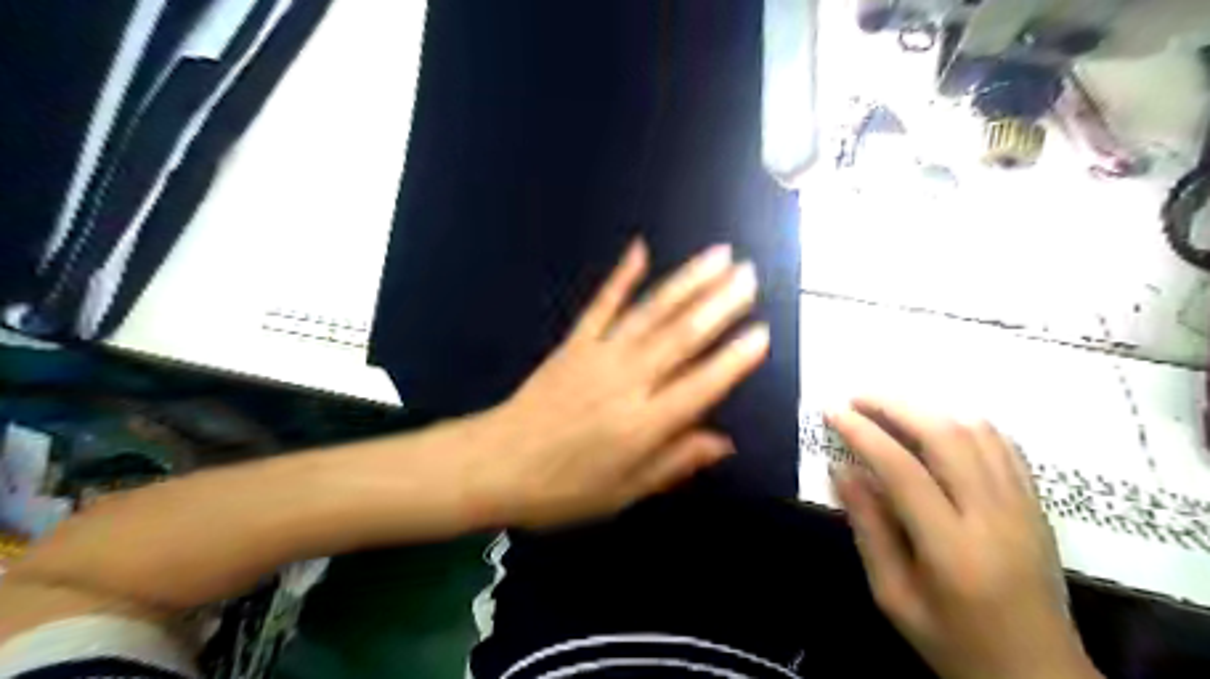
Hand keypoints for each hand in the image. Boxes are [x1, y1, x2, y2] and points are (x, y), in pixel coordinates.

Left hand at [472, 242, 762, 526]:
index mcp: (642, 425)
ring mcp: (598, 355)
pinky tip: (640, 249)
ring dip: (686, 282)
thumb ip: (674, 463)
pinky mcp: (574, 343)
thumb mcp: (623, 494)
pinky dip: (622, 276)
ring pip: (651, 313)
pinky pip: (602, 304)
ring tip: (717, 257)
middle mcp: (626, 382)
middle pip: (681, 337)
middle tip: (750, 275)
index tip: (762, 333)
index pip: (701, 385)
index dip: (733, 360)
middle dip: (720, 304)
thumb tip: (724, 442)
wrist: (494, 464)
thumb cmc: (561, 490)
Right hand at [828, 399, 1103, 678]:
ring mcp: (1023, 506)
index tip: (833, 413)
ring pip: (978, 431)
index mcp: (952, 548)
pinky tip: (937, 424)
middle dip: (894, 406)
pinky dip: (964, 423)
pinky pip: (1003, 445)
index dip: (862, 433)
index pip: (902, 469)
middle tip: (857, 398)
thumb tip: (842, 469)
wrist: (1039, 676)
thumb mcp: (894, 596)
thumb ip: (869, 529)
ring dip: (928, 408)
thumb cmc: (955, 643)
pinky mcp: (1037, 505)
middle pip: (945, 436)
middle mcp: (994, 516)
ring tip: (889, 408)